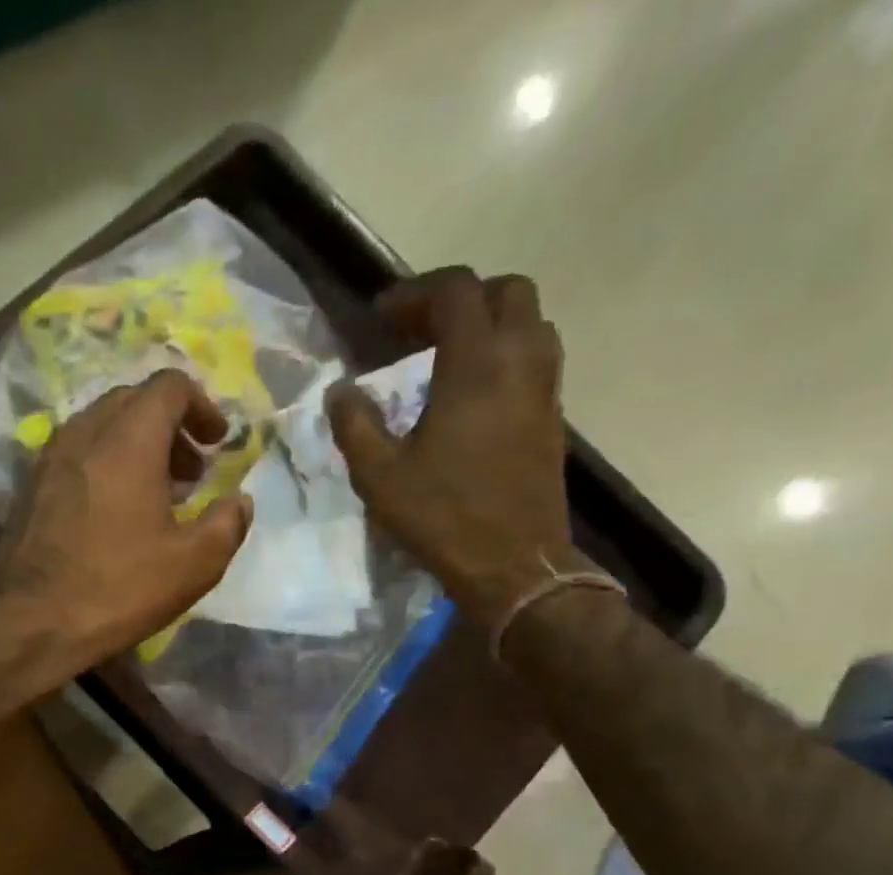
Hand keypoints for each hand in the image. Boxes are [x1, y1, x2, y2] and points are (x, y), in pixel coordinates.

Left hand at [0, 369, 252, 664]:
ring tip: (158, 493)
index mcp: (129, 439)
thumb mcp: (193, 565)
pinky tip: (116, 511)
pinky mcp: (30, 486)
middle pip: (134, 401)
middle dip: (171, 426)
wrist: (30, 622)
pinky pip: (77, 454)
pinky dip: (105, 464)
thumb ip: (227, 524)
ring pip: (101, 426)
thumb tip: (239, 501)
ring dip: (136, 445)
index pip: (169, 386)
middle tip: (192, 471)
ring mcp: (50, 458)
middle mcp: (85, 432)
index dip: (202, 406)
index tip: (218, 444)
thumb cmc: (118, 588)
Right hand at [326, 268, 592, 624]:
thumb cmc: (442, 518)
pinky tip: (473, 395)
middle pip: (507, 291)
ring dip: (490, 324)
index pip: (455, 291)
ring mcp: (544, 389)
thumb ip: (355, 425)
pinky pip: (536, 361)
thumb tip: (339, 391)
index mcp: (476, 366)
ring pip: (530, 323)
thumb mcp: (380, 476)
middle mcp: (520, 361)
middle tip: (420, 329)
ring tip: (449, 357)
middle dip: (461, 298)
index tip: (381, 318)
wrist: (513, 565)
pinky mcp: (553, 418)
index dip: (414, 293)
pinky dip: (505, 357)